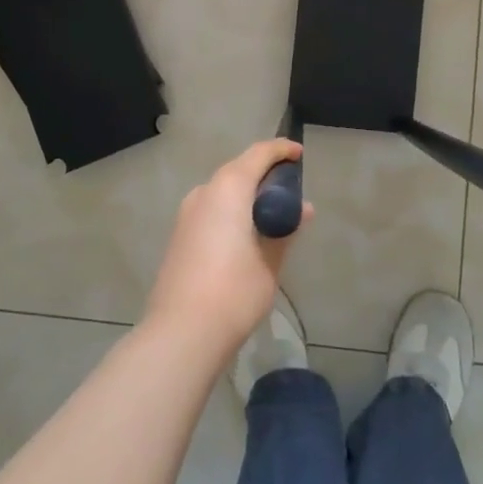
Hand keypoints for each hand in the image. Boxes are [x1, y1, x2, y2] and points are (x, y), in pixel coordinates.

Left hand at [145, 139, 311, 362]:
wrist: (181, 333)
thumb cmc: (234, 292)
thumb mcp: (270, 261)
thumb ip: (285, 229)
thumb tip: (303, 209)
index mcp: (229, 188)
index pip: (259, 154)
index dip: (281, 150)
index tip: (300, 154)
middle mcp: (204, 192)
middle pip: (238, 169)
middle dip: (264, 173)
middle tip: (290, 189)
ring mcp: (187, 214)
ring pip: (222, 190)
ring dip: (246, 193)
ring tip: (271, 213)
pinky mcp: (179, 235)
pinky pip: (211, 208)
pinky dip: (231, 209)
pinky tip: (246, 233)